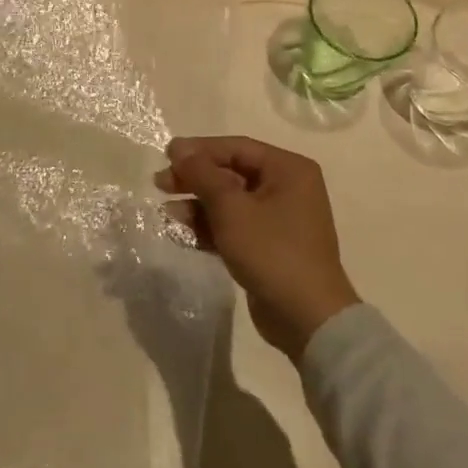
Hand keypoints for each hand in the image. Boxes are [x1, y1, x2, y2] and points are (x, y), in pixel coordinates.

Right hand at [158, 136, 359, 358]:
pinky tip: (181, 234)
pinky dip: (209, 228)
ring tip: (166, 216)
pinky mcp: (268, 246)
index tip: (166, 155)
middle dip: (194, 180)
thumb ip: (202, 174)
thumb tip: (179, 149)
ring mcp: (279, 219)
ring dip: (197, 207)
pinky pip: (234, 226)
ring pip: (229, 202)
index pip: (236, 148)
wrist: (307, 319)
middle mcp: (287, 188)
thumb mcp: (231, 208)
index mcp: (288, 169)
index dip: (199, 150)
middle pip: (231, 173)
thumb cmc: (271, 251)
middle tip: (160, 184)